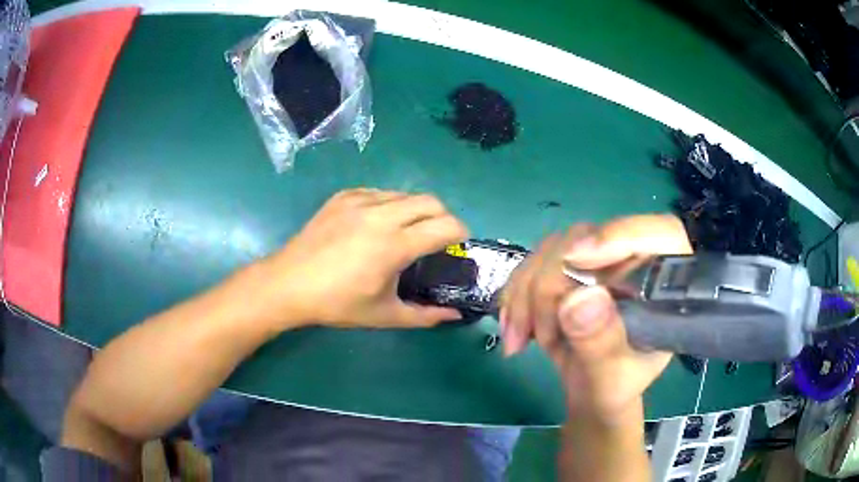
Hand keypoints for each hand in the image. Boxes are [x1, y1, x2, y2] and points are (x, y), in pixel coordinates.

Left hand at [258, 189, 468, 328]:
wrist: (289, 284)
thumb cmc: (337, 304)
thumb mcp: (385, 315)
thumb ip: (426, 315)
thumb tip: (456, 314)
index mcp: (394, 245)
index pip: (446, 226)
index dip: (461, 233)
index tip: (458, 245)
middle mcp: (381, 215)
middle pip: (432, 201)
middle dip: (444, 217)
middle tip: (436, 238)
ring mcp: (360, 201)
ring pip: (405, 194)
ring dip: (416, 210)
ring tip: (406, 232)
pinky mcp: (343, 196)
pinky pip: (379, 193)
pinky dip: (390, 206)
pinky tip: (376, 225)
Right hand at [501, 215, 691, 422]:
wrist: (590, 393)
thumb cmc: (614, 389)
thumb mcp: (611, 378)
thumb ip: (600, 343)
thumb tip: (577, 299)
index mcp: (665, 283)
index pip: (660, 233)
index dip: (622, 234)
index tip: (578, 257)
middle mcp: (634, 261)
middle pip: (590, 238)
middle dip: (552, 285)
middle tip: (538, 335)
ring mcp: (600, 262)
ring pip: (553, 249)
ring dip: (526, 295)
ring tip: (520, 341)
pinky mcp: (570, 268)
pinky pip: (533, 264)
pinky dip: (515, 297)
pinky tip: (513, 331)